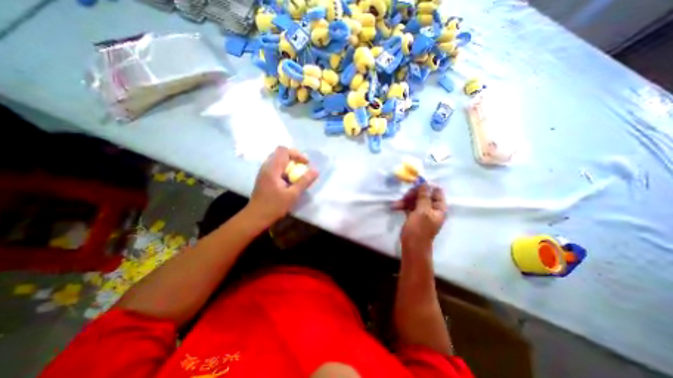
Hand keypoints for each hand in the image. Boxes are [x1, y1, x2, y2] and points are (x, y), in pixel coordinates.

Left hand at [248, 146, 317, 223]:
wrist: (256, 216)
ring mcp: (264, 171)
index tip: (306, 164)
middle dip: (294, 158)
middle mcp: (266, 167)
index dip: (297, 154)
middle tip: (303, 167)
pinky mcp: (264, 177)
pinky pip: (275, 166)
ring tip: (297, 173)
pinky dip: (284, 169)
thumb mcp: (292, 195)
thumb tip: (316, 171)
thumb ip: (304, 181)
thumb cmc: (274, 206)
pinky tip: (289, 179)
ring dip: (289, 163)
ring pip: (278, 159)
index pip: (283, 150)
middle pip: (280, 153)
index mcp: (272, 169)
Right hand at [395, 183, 445, 256]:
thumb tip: (425, 183)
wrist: (412, 245)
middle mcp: (432, 208)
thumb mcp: (422, 211)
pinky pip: (409, 206)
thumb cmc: (420, 228)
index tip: (416, 185)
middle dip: (413, 194)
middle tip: (405, 196)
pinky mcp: (414, 215)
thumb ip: (424, 196)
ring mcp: (422, 212)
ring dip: (405, 200)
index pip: (436, 191)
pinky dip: (403, 205)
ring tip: (397, 204)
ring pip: (415, 200)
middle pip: (424, 194)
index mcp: (439, 207)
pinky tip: (395, 207)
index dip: (427, 186)